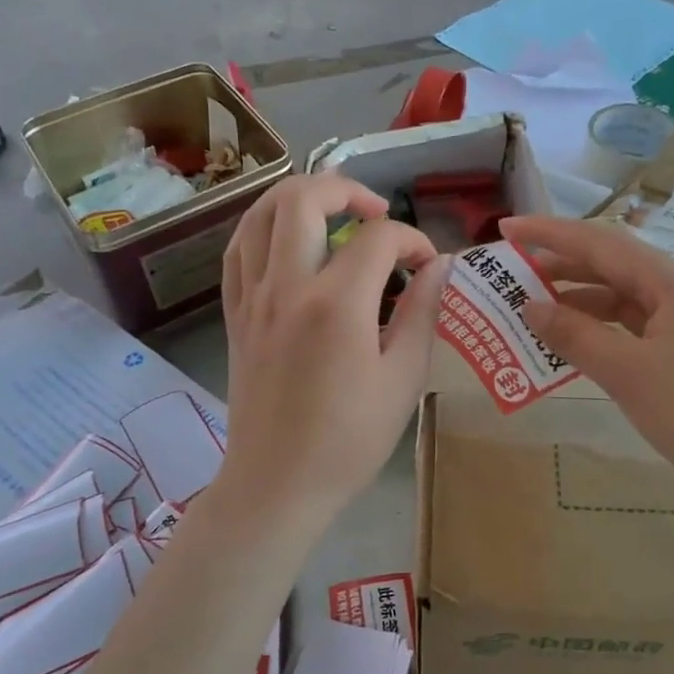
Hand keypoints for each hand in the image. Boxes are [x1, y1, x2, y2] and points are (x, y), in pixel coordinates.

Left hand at [217, 174, 448, 529]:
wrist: (277, 483)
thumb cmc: (348, 440)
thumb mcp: (403, 379)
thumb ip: (422, 312)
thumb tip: (439, 266)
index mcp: (336, 304)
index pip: (379, 239)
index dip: (413, 240)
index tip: (429, 266)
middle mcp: (287, 286)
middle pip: (304, 198)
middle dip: (347, 190)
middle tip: (376, 214)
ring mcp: (252, 297)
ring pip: (261, 213)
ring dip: (299, 197)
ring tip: (331, 212)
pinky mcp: (235, 314)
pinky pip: (239, 249)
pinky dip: (264, 227)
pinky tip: (288, 239)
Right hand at [502, 215, 673, 523]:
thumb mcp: (629, 373)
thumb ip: (576, 336)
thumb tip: (529, 306)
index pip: (601, 243)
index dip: (550, 234)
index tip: (505, 228)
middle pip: (611, 268)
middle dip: (559, 268)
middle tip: (510, 274)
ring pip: (621, 302)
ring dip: (576, 304)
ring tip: (529, 312)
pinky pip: (632, 332)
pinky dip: (598, 334)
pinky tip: (570, 347)